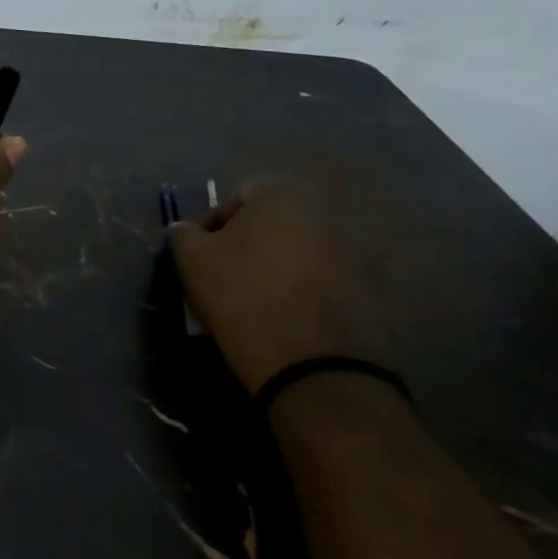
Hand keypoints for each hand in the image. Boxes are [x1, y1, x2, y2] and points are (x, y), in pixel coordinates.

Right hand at [167, 178, 385, 391]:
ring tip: (261, 300)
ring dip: (281, 265)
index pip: (238, 196)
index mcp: (283, 194)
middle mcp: (327, 210)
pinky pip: (328, 278)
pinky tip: (290, 316)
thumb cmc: (243, 297)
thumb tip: (185, 229)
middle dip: (251, 243)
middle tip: (229, 276)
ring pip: (302, 249)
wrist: (314, 364)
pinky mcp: (375, 286)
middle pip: (275, 221)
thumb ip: (182, 234)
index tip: (203, 258)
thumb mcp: (192, 262)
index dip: (214, 226)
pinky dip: (308, 290)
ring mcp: (357, 248)